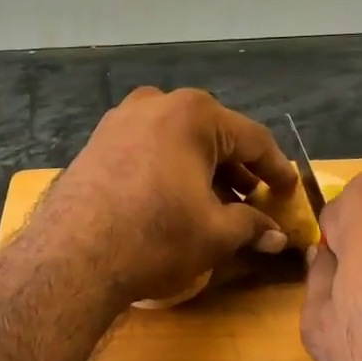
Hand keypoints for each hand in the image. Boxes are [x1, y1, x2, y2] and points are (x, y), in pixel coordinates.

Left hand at [33, 87, 301, 306]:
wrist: (72, 256)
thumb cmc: (155, 237)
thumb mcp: (214, 234)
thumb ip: (251, 227)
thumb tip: (277, 236)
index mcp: (193, 114)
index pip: (251, 139)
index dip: (276, 168)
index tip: (290, 190)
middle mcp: (155, 104)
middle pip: (212, 136)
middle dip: (236, 170)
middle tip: (255, 200)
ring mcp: (120, 121)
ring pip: (177, 142)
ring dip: (202, 171)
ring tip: (219, 204)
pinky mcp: (96, 144)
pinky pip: (147, 150)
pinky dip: (169, 170)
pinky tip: (176, 200)